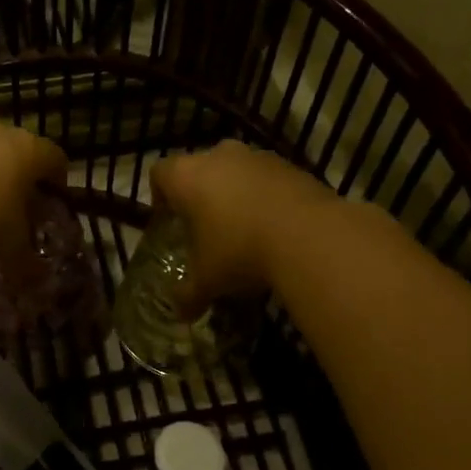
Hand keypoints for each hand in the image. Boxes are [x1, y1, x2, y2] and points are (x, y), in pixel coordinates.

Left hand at [0, 122, 67, 262]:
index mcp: (32, 150)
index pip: (57, 160)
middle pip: (22, 153)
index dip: (59, 183)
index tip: (55, 204)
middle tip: (22, 209)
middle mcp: (3, 134)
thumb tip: (38, 278)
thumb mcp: (13, 247)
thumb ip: (29, 262)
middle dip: (24, 180)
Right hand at [150, 142, 336, 313]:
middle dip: (201, 193)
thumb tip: (180, 313)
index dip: (160, 195)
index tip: (169, 219)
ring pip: (236, 170)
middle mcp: (218, 156)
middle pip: (200, 168)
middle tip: (206, 226)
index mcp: (187, 176)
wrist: (311, 236)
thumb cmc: (240, 251)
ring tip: (245, 229)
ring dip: (236, 193)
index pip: (159, 173)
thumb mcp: (207, 281)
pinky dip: (267, 197)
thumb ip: (188, 294)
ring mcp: (257, 157)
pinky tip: (277, 227)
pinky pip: (268, 179)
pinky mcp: (292, 165)